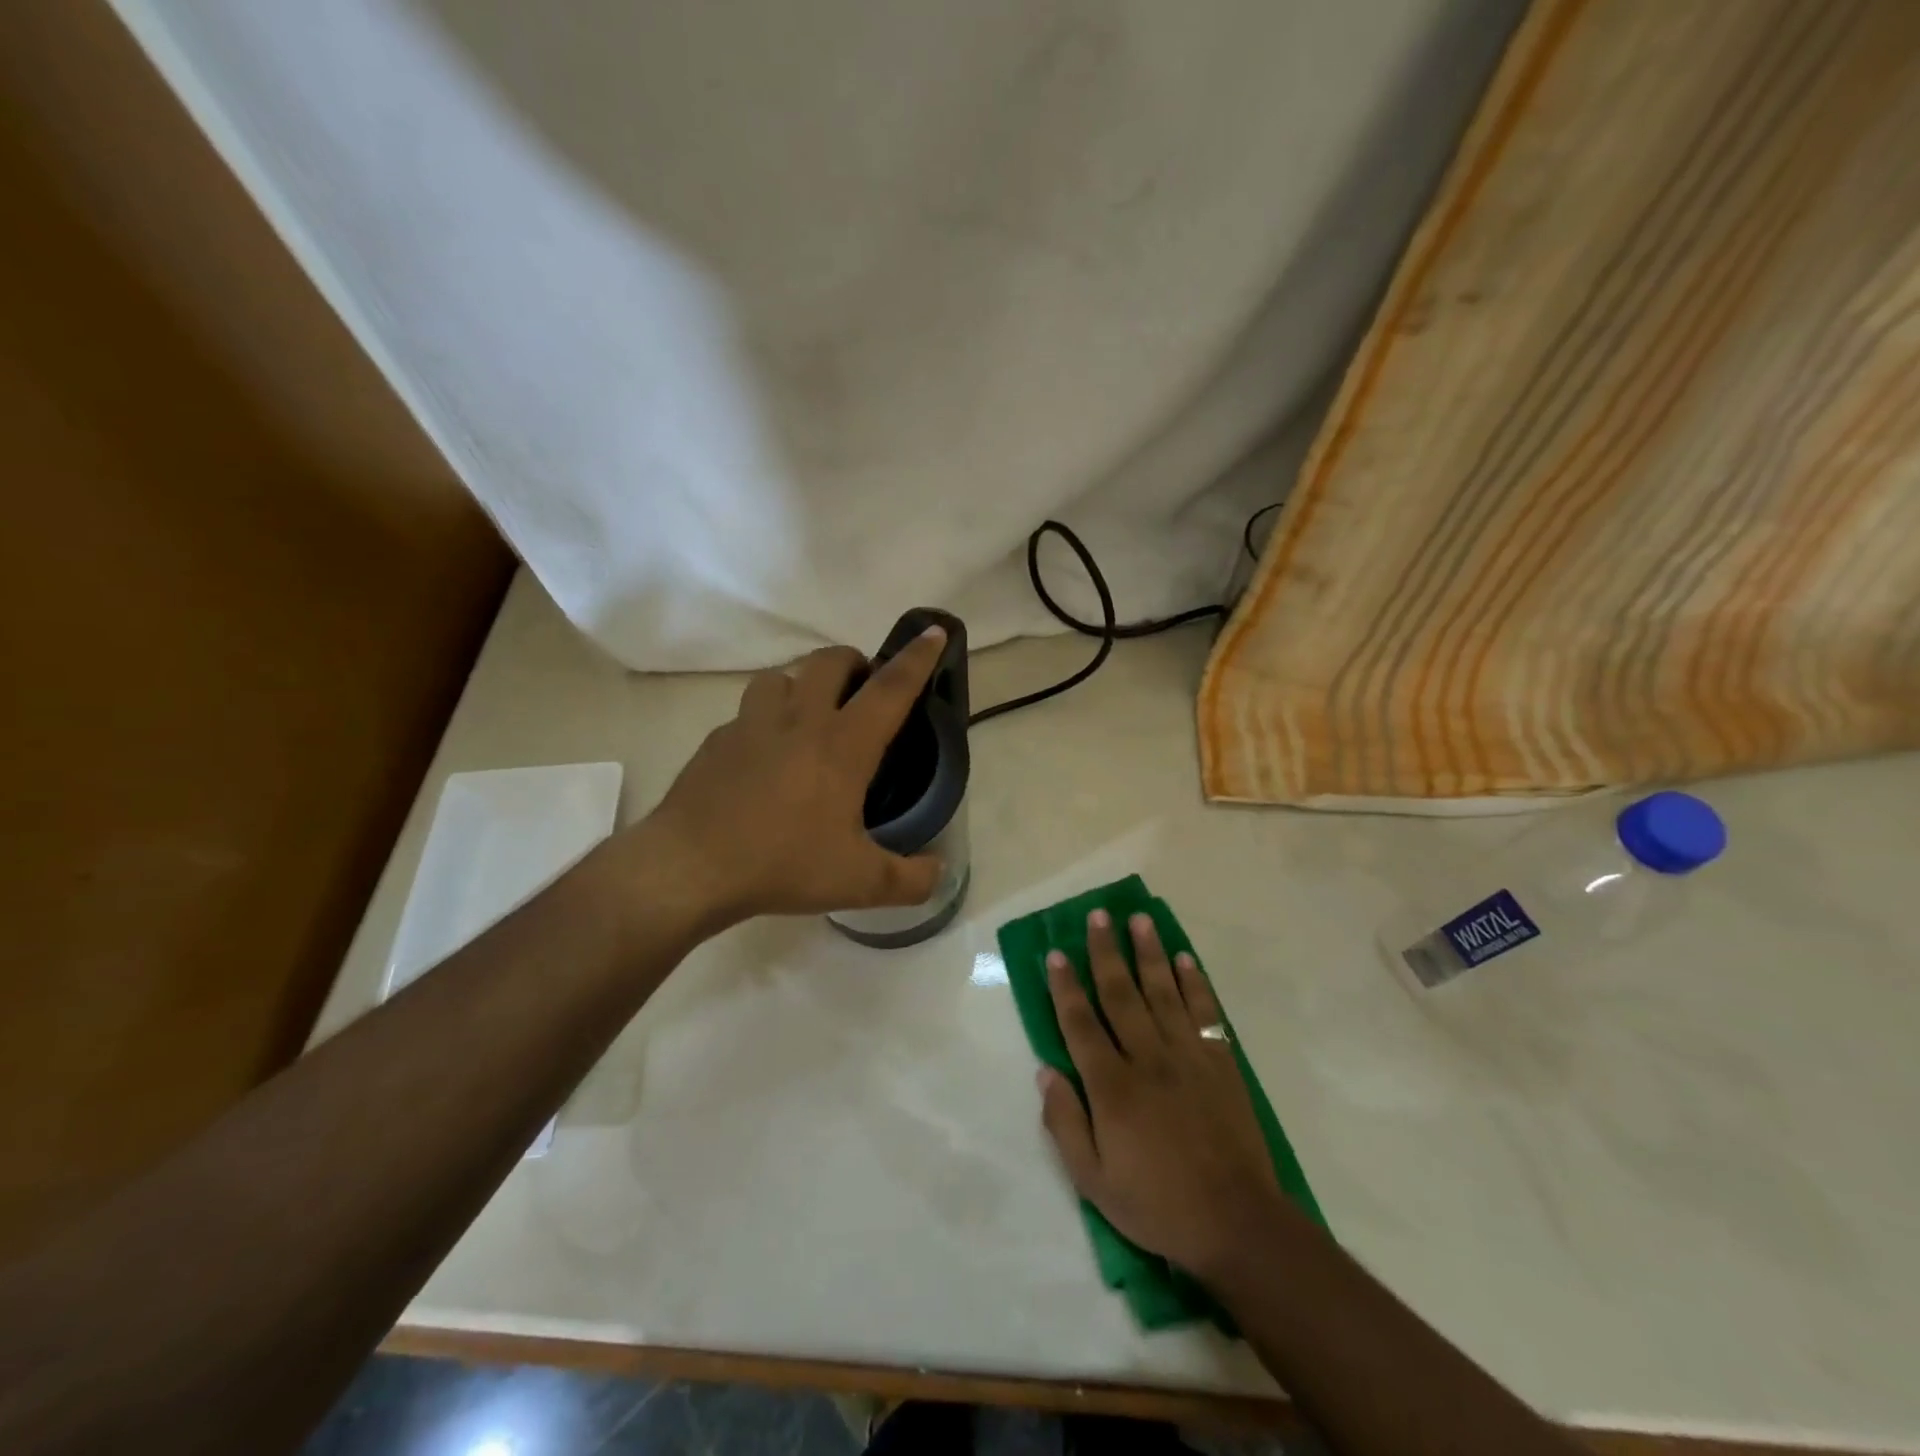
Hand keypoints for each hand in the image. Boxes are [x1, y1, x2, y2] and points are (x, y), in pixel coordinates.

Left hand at [638, 629, 947, 927]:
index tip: (932, 632)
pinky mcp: (716, 741)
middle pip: (829, 661)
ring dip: (802, 684)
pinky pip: (746, 714)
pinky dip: (763, 722)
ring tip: (808, 715)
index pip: (890, 689)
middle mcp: (799, 721)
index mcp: (842, 745)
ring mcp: (751, 726)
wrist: (689, 868)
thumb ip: (910, 880)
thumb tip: (940, 873)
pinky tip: (762, 758)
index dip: (917, 659)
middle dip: (853, 661)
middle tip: (861, 689)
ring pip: (781, 677)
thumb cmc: (783, 864)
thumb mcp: (859, 883)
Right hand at [1038, 911, 1281, 1280]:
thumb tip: (1045, 1072)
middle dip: (1106, 952)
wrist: (1236, 1222)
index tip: (1055, 954)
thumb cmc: (1157, 1204)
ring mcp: (1188, 1057)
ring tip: (1140, 919)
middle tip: (1098, 915)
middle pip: (1121, 994)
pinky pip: (1205, 1013)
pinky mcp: (1220, 1063)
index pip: (1080, 1024)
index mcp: (1112, 1086)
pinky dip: (1195, 984)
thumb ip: (1065, 1123)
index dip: (1065, 987)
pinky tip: (1185, 959)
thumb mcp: (1093, 1181)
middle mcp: (1148, 1058)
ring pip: (1163, 992)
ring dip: (1150, 953)